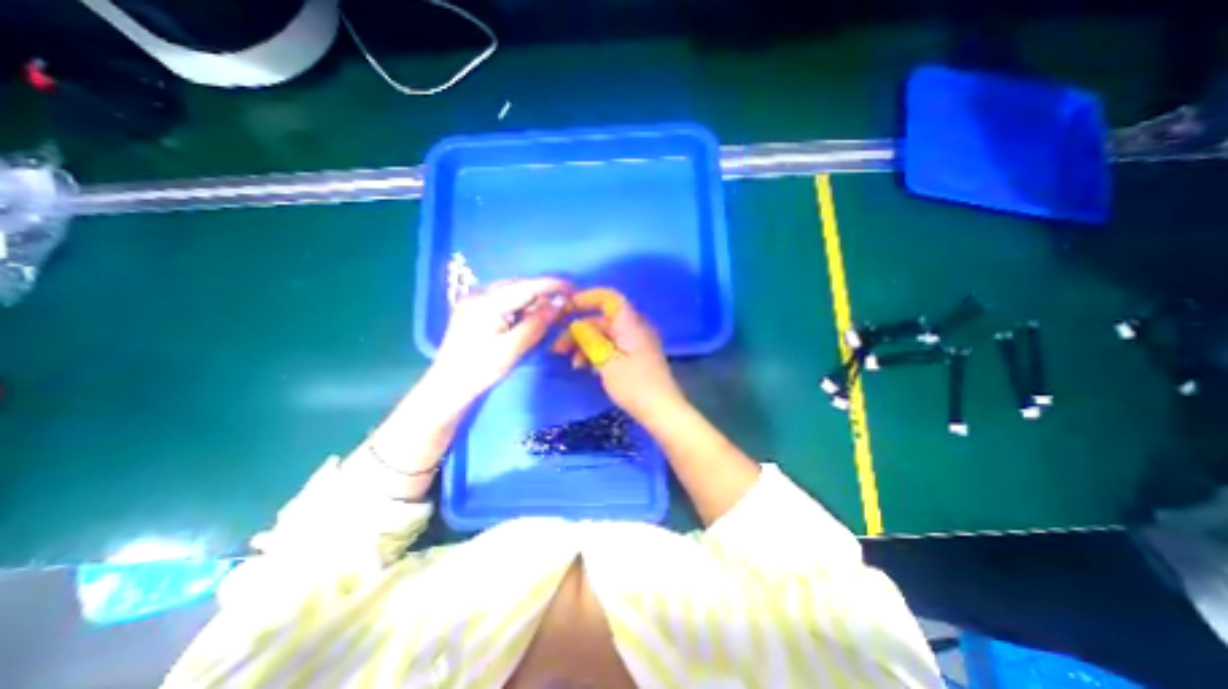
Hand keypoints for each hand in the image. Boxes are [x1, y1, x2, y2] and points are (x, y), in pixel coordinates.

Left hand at [432, 277, 570, 400]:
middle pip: (519, 286)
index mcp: (487, 302)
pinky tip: (526, 317)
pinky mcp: (473, 308)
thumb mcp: (513, 348)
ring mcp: (473, 300)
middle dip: (542, 294)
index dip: (553, 285)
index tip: (574, 288)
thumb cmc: (481, 369)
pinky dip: (519, 306)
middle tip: (562, 307)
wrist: (449, 386)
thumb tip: (560, 303)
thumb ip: (537, 323)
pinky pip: (502, 299)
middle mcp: (478, 294)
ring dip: (531, 300)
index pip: (527, 286)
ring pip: (511, 292)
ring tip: (546, 314)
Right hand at [552, 290, 685, 419]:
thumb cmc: (634, 385)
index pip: (608, 298)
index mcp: (630, 324)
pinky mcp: (635, 356)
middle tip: (558, 349)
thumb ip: (589, 339)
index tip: (564, 309)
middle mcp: (634, 328)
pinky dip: (597, 353)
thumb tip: (576, 325)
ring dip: (586, 344)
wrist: (662, 410)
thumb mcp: (606, 362)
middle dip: (579, 330)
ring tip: (573, 364)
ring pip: (605, 335)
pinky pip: (612, 347)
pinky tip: (586, 368)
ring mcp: (636, 343)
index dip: (585, 298)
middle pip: (602, 320)